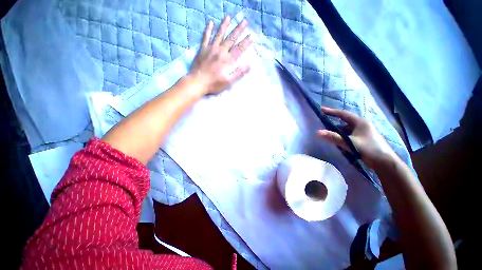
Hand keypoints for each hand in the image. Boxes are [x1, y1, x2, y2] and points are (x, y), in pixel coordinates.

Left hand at [189, 16, 252, 94]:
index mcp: (228, 60)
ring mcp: (211, 49)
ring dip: (224, 25)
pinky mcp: (202, 49)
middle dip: (238, 30)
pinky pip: (205, 37)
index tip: (252, 35)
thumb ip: (239, 73)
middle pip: (231, 39)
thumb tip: (250, 65)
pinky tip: (210, 22)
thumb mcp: (229, 82)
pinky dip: (208, 29)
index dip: (246, 42)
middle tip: (244, 21)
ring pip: (219, 34)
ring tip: (229, 17)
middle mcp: (220, 51)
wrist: (197, 82)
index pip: (239, 49)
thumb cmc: (214, 84)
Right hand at [317, 106, 397, 167]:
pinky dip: (341, 137)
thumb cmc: (369, 149)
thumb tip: (318, 132)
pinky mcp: (362, 139)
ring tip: (327, 133)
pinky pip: (348, 135)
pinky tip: (337, 141)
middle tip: (322, 122)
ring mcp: (362, 132)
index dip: (331, 111)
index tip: (321, 109)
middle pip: (343, 121)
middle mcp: (361, 125)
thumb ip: (334, 137)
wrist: (385, 163)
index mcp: (360, 122)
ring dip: (337, 131)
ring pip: (345, 129)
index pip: (343, 114)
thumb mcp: (350, 142)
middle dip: (333, 122)